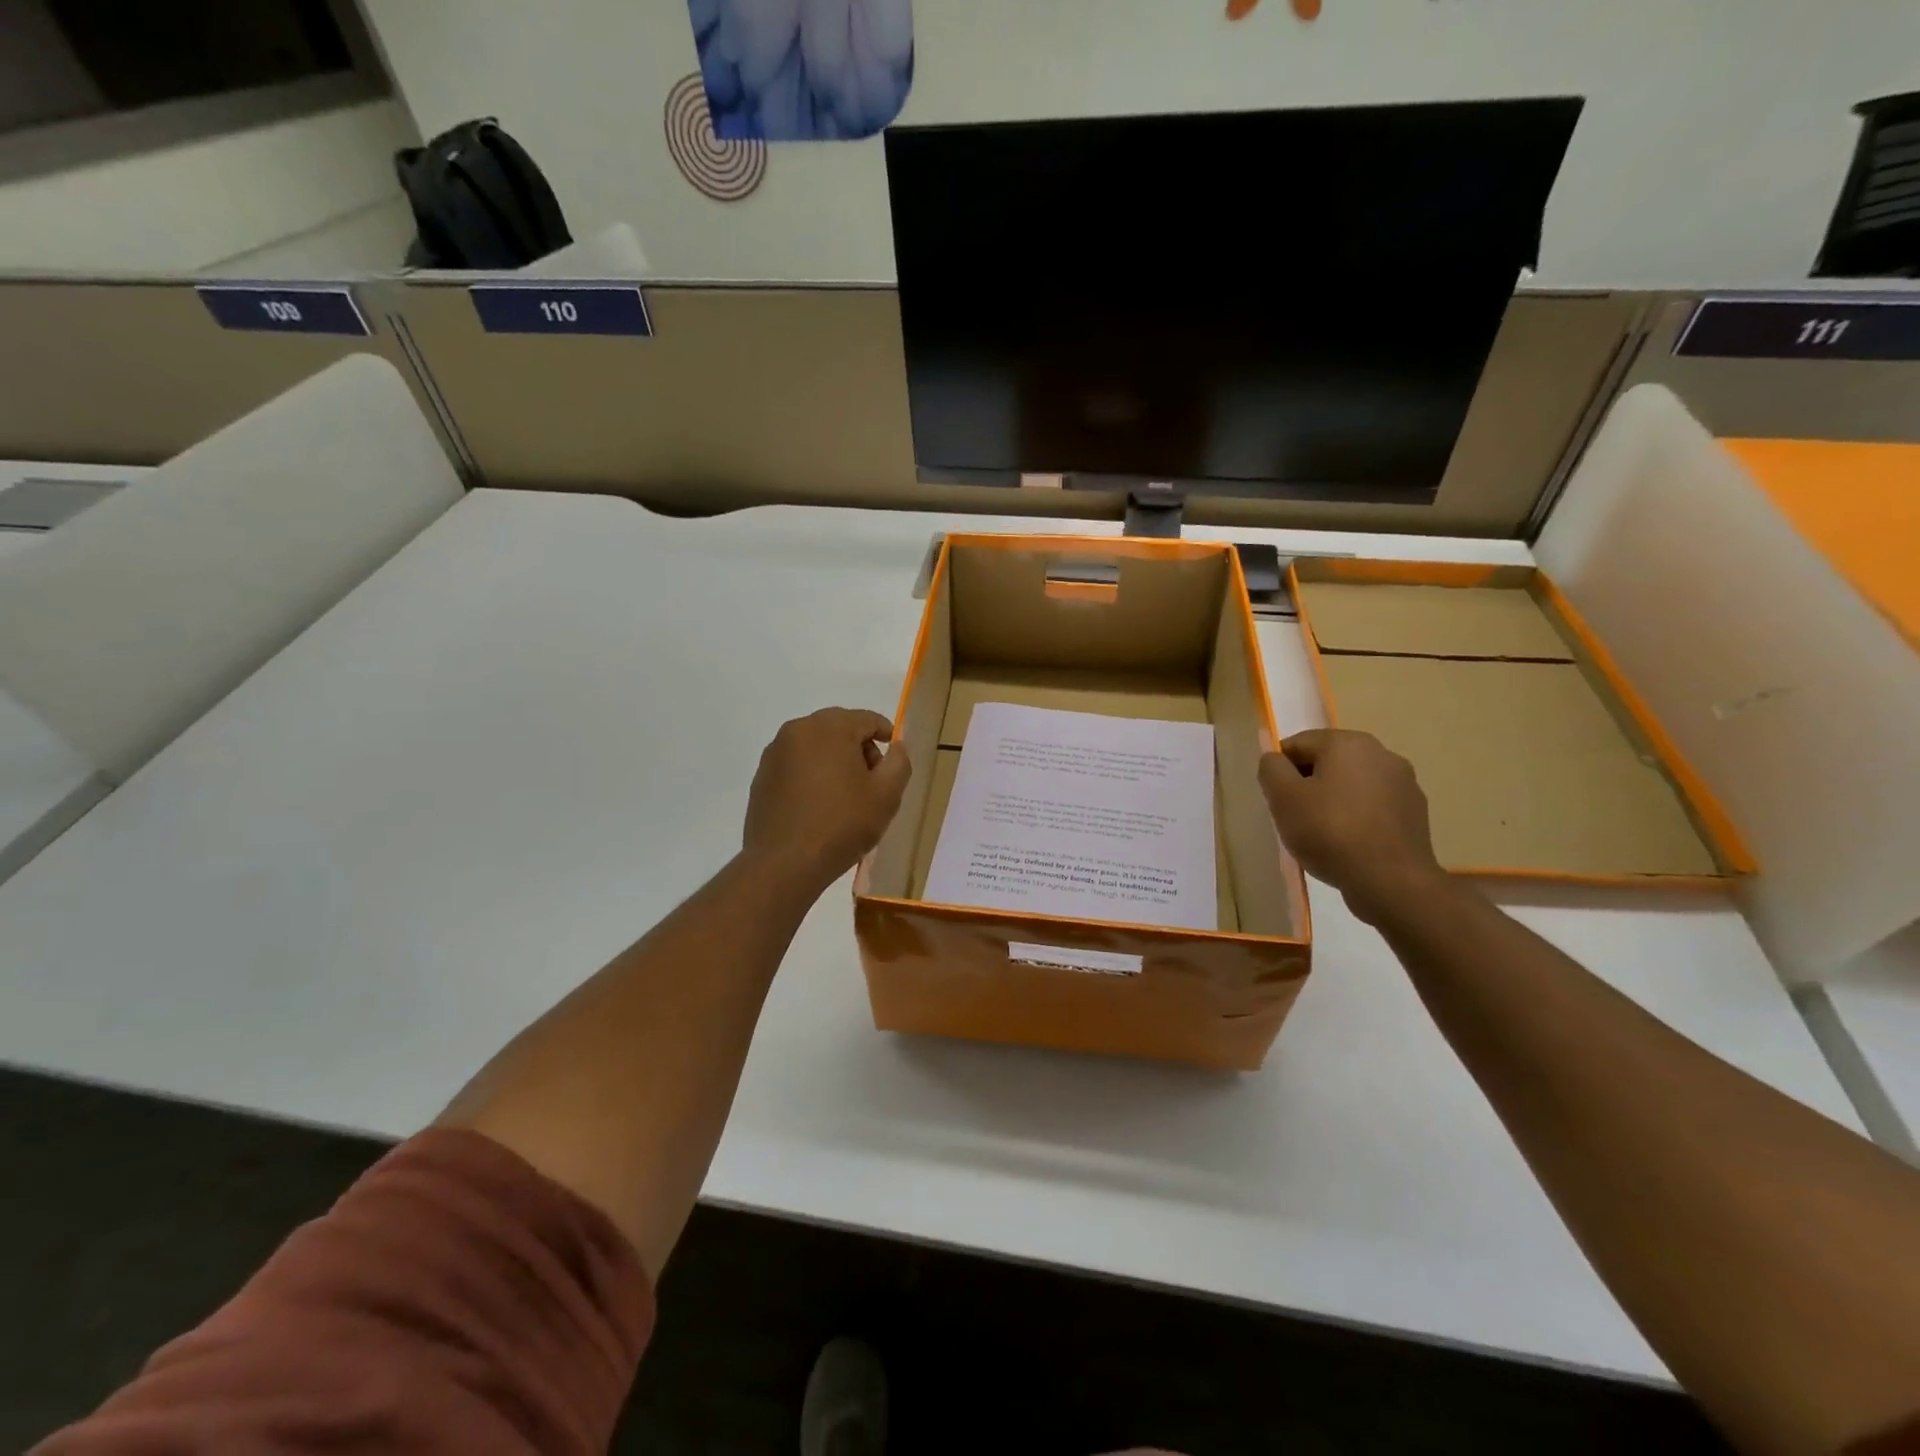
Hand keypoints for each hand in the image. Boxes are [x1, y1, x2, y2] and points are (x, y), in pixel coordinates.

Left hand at [743, 708, 911, 892]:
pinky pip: (796, 766)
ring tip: (845, 797)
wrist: (784, 864)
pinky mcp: (761, 777)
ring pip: (816, 747)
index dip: (887, 735)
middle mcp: (797, 730)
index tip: (894, 759)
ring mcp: (774, 753)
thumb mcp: (886, 795)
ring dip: (834, 762)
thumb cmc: (842, 824)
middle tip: (873, 783)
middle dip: (859, 750)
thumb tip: (896, 746)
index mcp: (829, 727)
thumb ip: (899, 762)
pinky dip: (812, 776)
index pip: (867, 719)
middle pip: (840, 729)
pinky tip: (819, 806)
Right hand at [1258, 729, 1448, 923]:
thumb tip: (1275, 760)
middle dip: (1308, 784)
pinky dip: (1357, 817)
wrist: (1390, 880)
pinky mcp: (1416, 812)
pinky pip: (1374, 806)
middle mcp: (1381, 753)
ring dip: (1334, 800)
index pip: (1298, 744)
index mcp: (1348, 742)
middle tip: (1296, 817)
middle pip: (1328, 762)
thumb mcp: (1283, 798)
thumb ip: (1271, 769)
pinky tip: (1349, 844)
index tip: (1277, 799)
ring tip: (1323, 834)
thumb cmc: (1329, 831)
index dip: (1280, 770)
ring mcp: (1404, 783)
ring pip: (1352, 784)